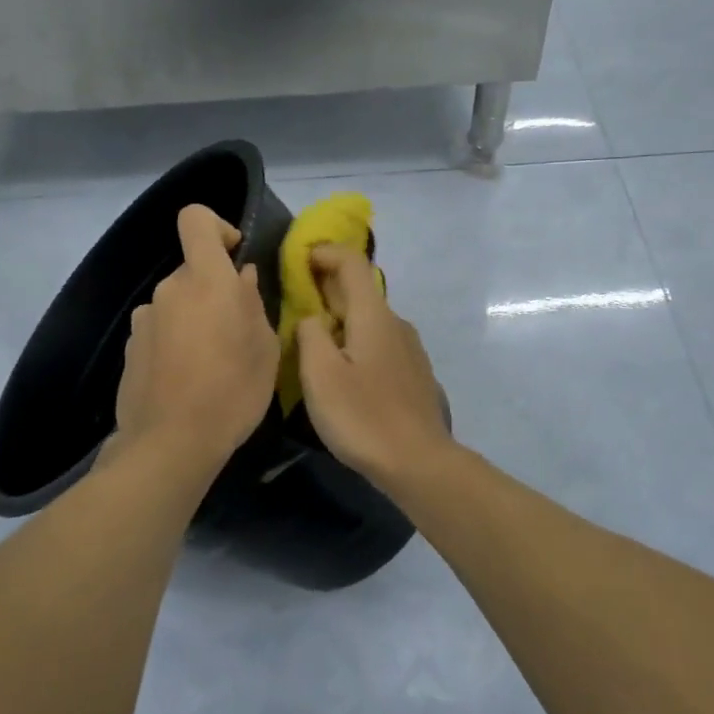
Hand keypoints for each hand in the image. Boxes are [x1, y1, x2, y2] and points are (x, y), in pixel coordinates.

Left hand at [112, 204, 278, 467]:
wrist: (170, 444)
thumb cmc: (232, 392)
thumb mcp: (265, 349)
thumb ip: (253, 303)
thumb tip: (241, 278)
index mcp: (206, 280)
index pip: (195, 219)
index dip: (216, 227)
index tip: (234, 256)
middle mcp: (169, 289)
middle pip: (193, 270)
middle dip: (214, 290)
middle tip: (236, 331)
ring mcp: (144, 318)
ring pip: (177, 302)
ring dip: (194, 318)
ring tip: (211, 362)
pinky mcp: (129, 347)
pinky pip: (160, 329)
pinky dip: (174, 341)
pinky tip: (185, 378)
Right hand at [295, 245, 454, 485]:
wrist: (418, 461)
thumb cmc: (363, 416)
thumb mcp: (320, 374)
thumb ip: (309, 334)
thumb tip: (311, 318)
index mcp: (373, 315)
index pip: (352, 262)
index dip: (324, 252)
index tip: (298, 260)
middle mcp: (396, 322)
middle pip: (360, 290)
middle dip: (327, 287)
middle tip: (295, 303)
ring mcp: (410, 348)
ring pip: (370, 319)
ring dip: (342, 318)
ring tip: (315, 342)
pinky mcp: (414, 373)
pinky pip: (380, 342)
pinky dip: (357, 341)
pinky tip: (345, 371)